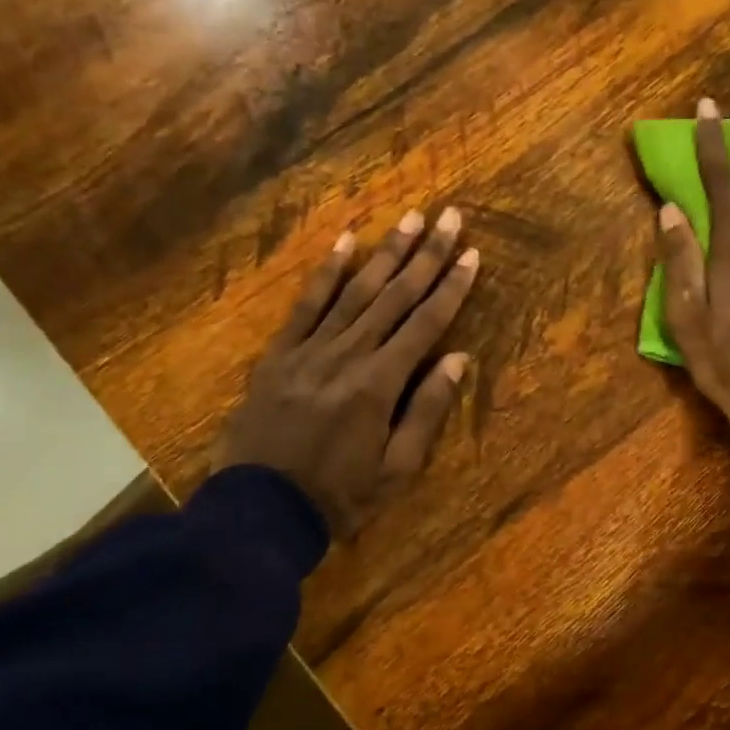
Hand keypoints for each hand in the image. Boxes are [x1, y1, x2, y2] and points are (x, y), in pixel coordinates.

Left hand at [212, 207, 478, 536]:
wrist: (258, 511)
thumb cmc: (338, 497)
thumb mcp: (397, 470)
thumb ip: (427, 411)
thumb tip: (458, 359)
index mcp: (379, 384)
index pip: (425, 324)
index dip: (452, 287)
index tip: (471, 254)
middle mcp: (347, 355)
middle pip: (395, 296)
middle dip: (426, 255)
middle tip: (448, 217)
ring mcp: (309, 350)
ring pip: (354, 291)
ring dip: (385, 252)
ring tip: (409, 218)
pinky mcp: (279, 354)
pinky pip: (305, 305)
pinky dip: (325, 272)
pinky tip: (344, 242)